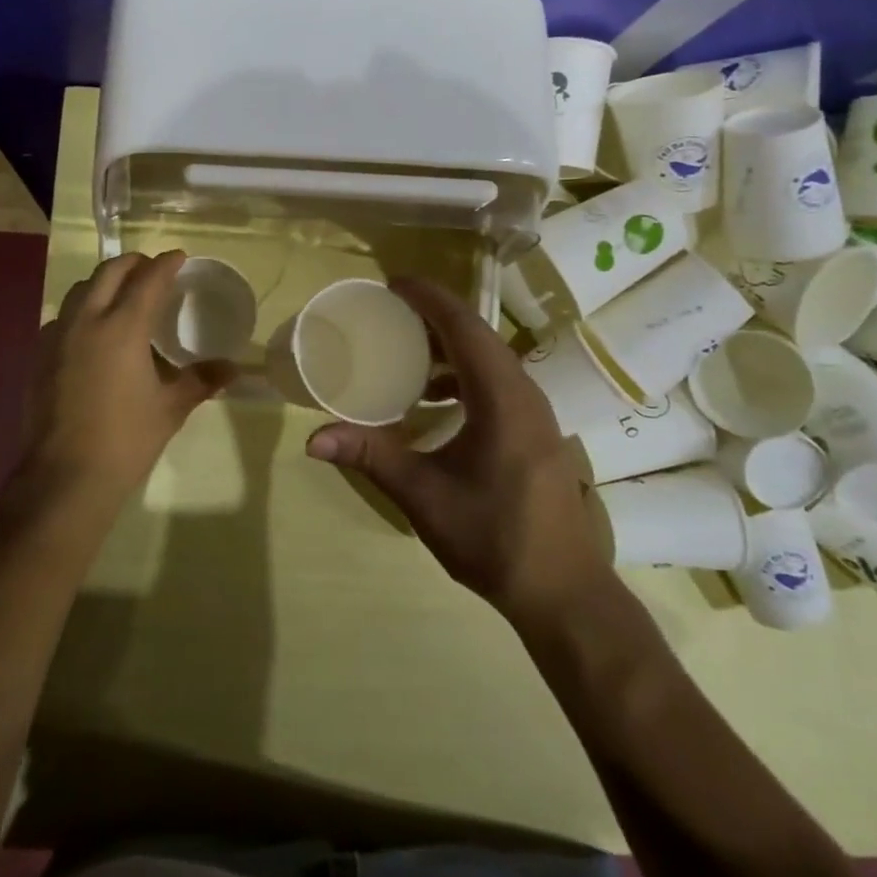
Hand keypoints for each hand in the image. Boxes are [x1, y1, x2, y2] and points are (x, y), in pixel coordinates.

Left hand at [19, 251, 233, 505]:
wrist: (65, 476)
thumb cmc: (125, 439)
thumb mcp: (170, 408)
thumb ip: (201, 380)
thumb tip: (233, 368)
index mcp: (122, 327)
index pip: (148, 280)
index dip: (165, 264)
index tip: (178, 257)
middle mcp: (87, 321)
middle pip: (108, 272)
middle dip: (133, 263)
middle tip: (152, 270)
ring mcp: (57, 336)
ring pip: (81, 290)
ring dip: (104, 282)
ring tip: (123, 295)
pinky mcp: (40, 356)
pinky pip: (63, 317)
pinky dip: (83, 310)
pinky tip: (93, 332)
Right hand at [306, 278, 615, 621]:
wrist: (563, 592)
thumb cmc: (494, 537)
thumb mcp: (424, 496)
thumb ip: (371, 457)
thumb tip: (313, 439)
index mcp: (501, 397)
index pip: (463, 326)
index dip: (428, 298)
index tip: (392, 283)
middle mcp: (523, 393)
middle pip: (477, 334)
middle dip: (433, 315)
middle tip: (388, 310)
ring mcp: (534, 412)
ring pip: (489, 357)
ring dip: (448, 346)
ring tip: (404, 350)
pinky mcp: (534, 431)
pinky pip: (496, 381)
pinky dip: (461, 374)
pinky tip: (432, 399)